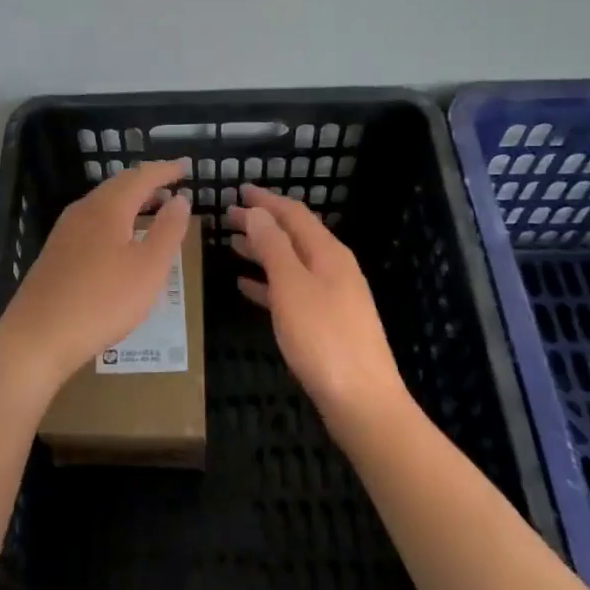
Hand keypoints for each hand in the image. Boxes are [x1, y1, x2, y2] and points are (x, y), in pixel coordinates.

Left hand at [0, 162, 191, 394]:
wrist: (38, 336)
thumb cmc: (102, 301)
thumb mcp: (149, 269)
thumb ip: (168, 231)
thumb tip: (180, 198)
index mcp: (108, 208)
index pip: (141, 177)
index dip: (165, 170)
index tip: (185, 167)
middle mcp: (83, 211)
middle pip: (118, 186)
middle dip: (146, 183)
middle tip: (170, 185)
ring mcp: (65, 231)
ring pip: (103, 204)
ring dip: (130, 202)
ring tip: (151, 210)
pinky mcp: (56, 253)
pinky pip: (92, 223)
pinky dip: (114, 220)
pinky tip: (120, 241)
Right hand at [227, 185, 410, 434]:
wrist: (362, 401)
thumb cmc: (323, 338)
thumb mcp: (291, 286)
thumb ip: (273, 247)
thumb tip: (257, 211)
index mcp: (328, 253)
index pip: (294, 213)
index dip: (266, 200)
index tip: (238, 189)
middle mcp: (333, 268)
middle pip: (293, 235)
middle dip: (261, 223)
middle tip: (226, 217)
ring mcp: (332, 296)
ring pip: (291, 262)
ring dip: (262, 251)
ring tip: (231, 245)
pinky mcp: (327, 323)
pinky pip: (292, 290)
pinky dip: (268, 282)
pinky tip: (245, 286)